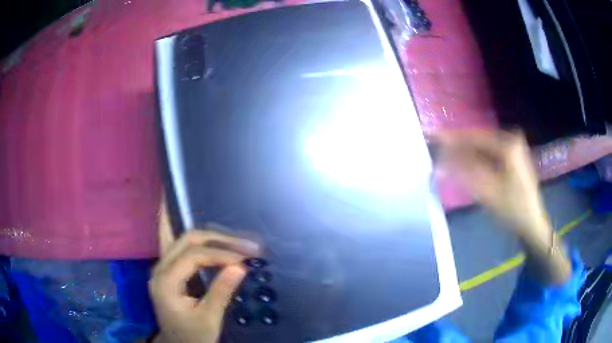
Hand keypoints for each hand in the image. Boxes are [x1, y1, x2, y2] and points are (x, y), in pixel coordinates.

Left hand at [150, 202, 259, 342]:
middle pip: (187, 240)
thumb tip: (241, 267)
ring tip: (236, 240)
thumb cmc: (193, 336)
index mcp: (166, 281)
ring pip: (184, 240)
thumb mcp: (209, 319)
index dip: (220, 254)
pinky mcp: (168, 271)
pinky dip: (200, 243)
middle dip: (218, 239)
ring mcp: (162, 268)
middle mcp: (160, 268)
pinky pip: (182, 248)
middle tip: (245, 245)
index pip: (193, 256)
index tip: (245, 259)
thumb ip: (221, 292)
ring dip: (211, 238)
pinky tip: (210, 238)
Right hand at [435, 130, 571, 283]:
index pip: (474, 136)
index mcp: (508, 144)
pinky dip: (477, 159)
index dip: (451, 138)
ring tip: (446, 157)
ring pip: (483, 147)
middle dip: (458, 146)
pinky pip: (489, 153)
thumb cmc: (513, 209)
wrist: (532, 222)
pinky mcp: (513, 156)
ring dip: (466, 153)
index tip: (431, 136)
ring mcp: (513, 147)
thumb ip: (464, 173)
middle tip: (437, 150)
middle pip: (478, 140)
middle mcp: (511, 139)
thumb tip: (440, 160)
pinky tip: (465, 164)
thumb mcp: (488, 192)